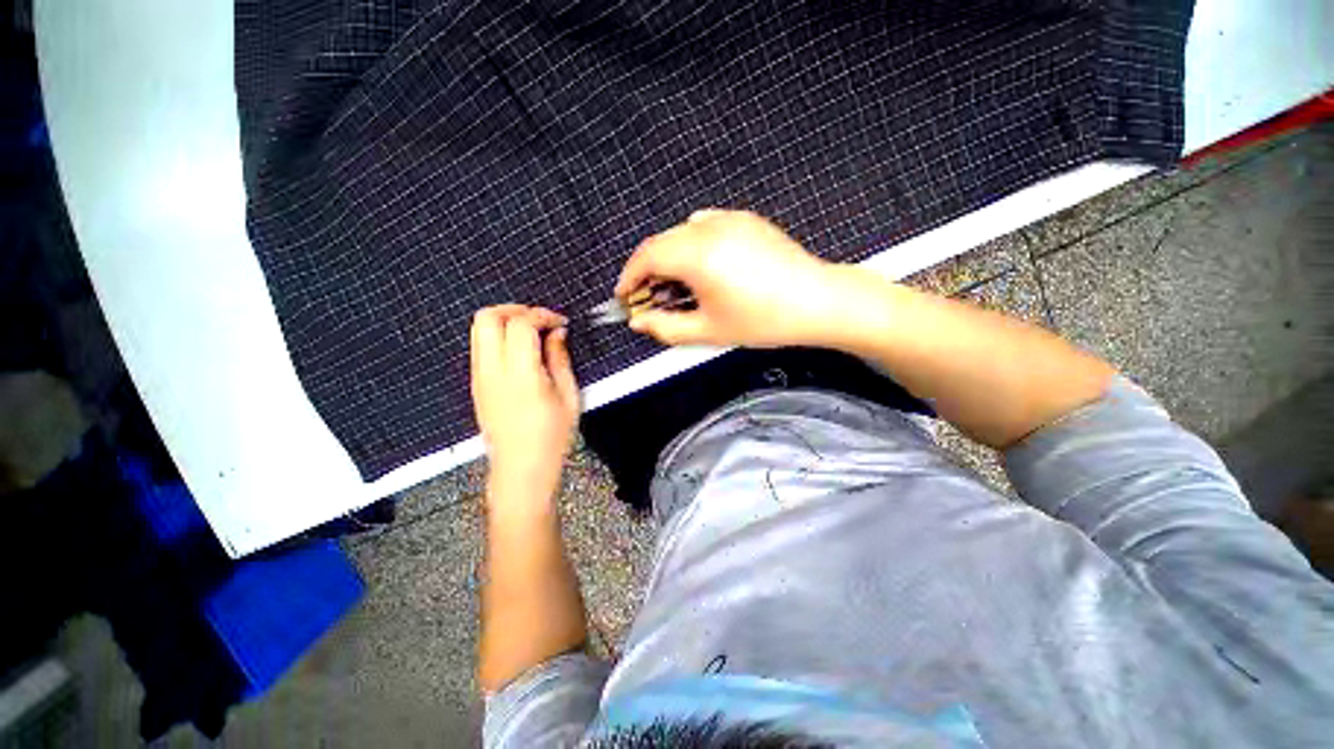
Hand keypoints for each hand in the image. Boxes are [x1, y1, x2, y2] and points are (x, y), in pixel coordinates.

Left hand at [470, 305, 579, 494]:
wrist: (521, 469)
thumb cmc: (553, 436)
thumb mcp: (568, 396)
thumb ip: (560, 359)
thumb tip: (557, 332)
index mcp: (520, 374)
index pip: (520, 324)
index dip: (542, 315)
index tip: (561, 323)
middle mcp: (492, 370)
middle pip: (487, 317)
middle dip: (515, 309)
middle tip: (539, 319)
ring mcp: (479, 377)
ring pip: (478, 329)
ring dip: (504, 320)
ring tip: (531, 332)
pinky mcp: (476, 384)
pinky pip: (480, 346)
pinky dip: (498, 336)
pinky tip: (521, 350)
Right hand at [616, 209, 839, 347]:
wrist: (816, 301)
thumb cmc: (765, 319)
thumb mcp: (708, 331)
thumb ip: (665, 328)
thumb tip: (640, 322)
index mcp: (698, 255)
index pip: (646, 257)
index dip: (629, 277)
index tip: (625, 296)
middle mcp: (709, 228)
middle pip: (660, 243)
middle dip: (647, 270)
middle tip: (648, 297)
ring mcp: (729, 219)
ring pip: (680, 233)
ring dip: (668, 258)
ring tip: (676, 287)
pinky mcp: (744, 220)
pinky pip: (704, 225)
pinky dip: (691, 245)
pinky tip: (701, 267)